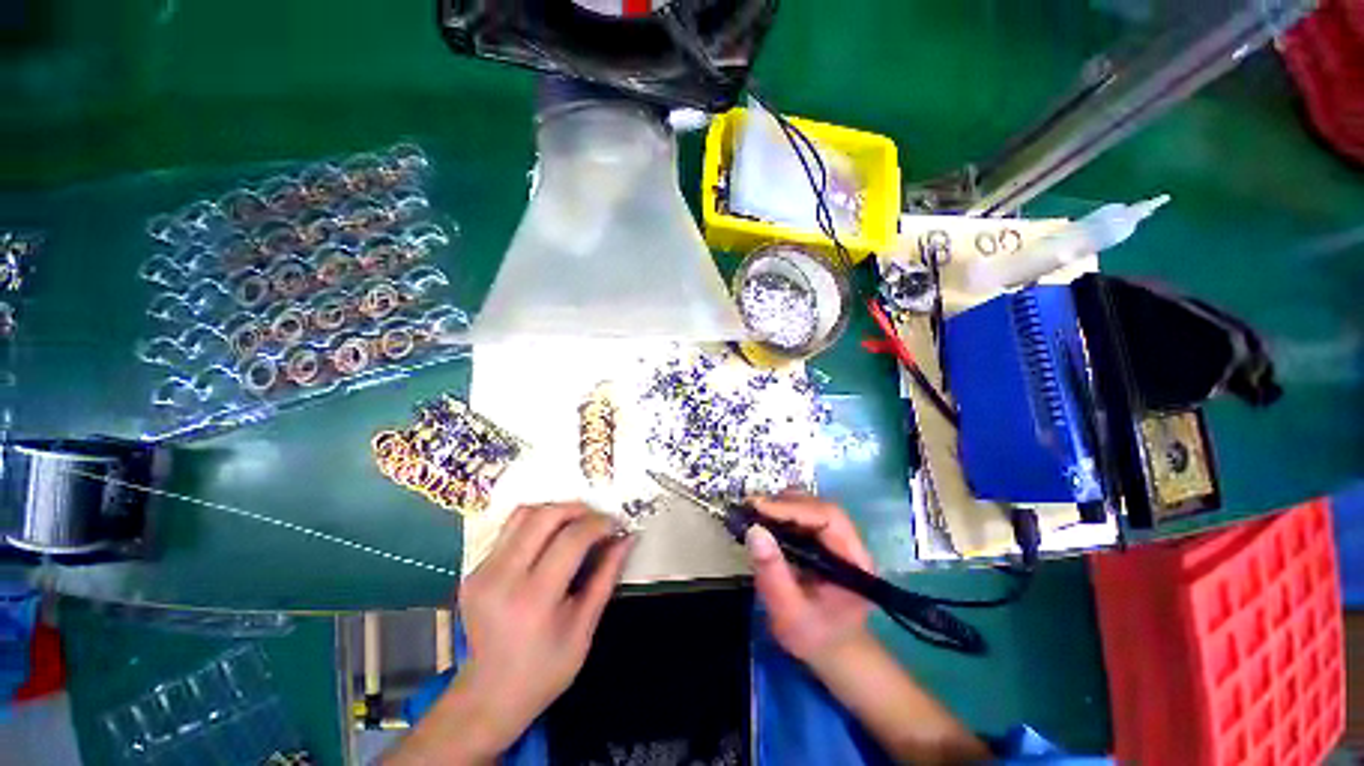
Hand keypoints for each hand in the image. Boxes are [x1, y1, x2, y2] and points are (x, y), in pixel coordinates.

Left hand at [411, 504, 632, 762]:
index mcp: (533, 600)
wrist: (488, 697)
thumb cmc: (545, 670)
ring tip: (576, 523)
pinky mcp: (473, 570)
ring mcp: (482, 572)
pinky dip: (537, 524)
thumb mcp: (584, 628)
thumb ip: (606, 576)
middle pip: (544, 516)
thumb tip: (627, 537)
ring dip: (555, 510)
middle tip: (598, 519)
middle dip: (578, 509)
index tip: (616, 524)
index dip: (599, 524)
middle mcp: (501, 578)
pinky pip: (510, 529)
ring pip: (523, 513)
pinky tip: (551, 539)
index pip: (571, 539)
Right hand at [745, 494, 873, 665]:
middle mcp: (851, 543)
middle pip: (821, 507)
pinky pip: (806, 515)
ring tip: (756, 511)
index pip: (828, 518)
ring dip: (783, 504)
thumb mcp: (788, 613)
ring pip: (813, 506)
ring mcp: (839, 539)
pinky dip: (784, 512)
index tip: (759, 507)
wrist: (834, 650)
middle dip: (785, 503)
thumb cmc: (815, 637)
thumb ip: (773, 573)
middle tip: (752, 506)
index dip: (793, 508)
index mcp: (854, 561)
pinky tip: (766, 519)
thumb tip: (754, 529)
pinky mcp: (826, 540)